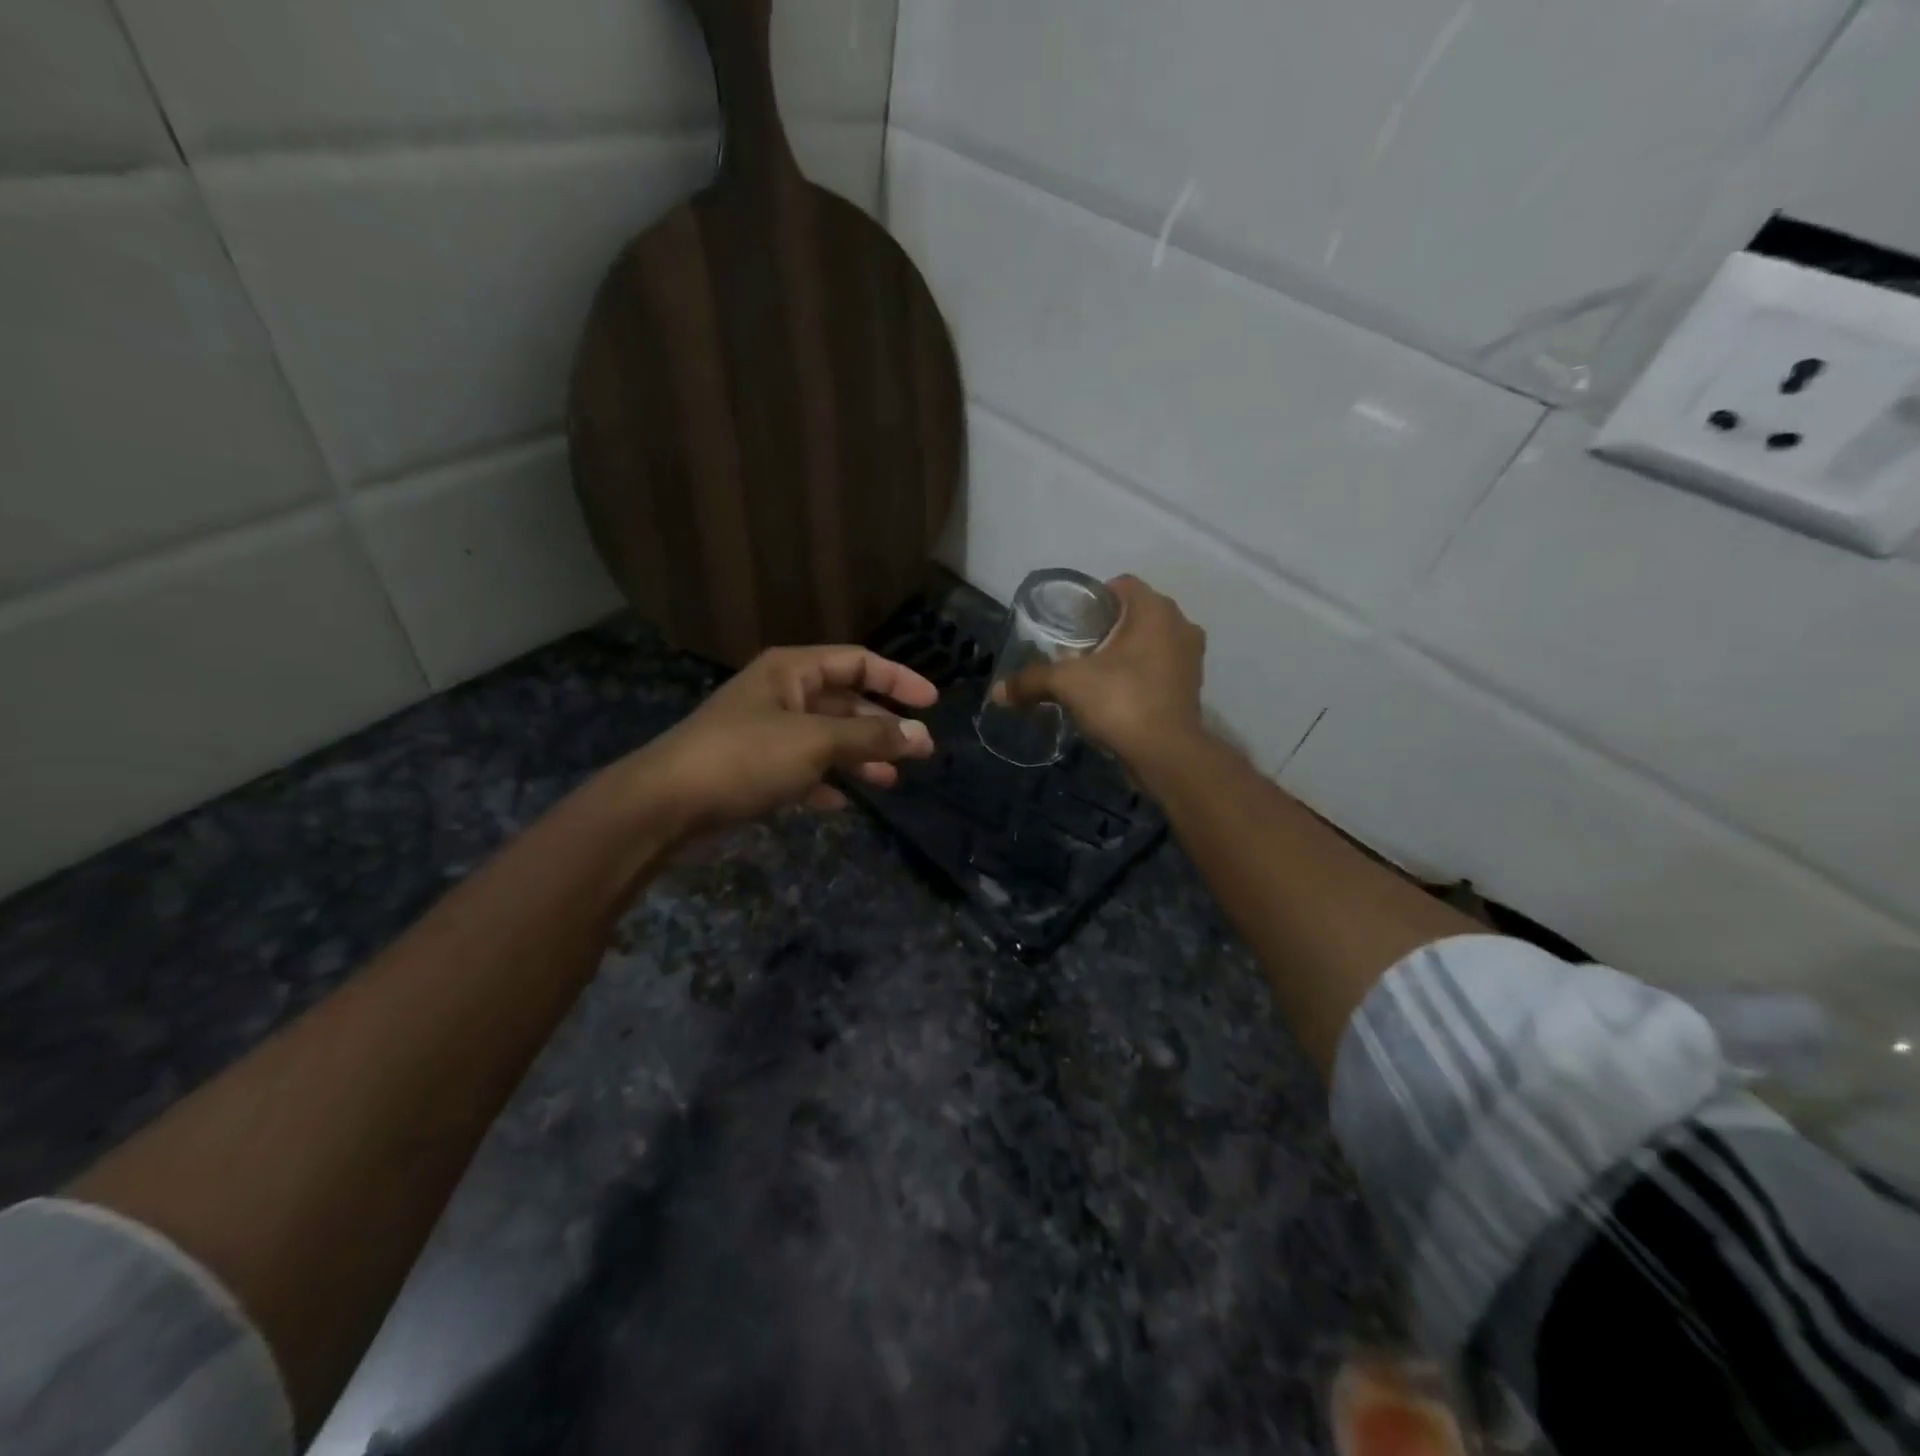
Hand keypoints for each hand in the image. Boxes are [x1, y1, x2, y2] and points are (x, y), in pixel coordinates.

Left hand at [628, 645, 937, 832]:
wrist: (666, 805)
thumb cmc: (745, 757)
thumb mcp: (815, 743)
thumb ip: (871, 738)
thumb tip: (921, 736)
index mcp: (792, 671)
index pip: (857, 661)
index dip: (897, 678)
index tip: (932, 703)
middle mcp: (781, 695)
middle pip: (845, 702)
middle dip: (882, 726)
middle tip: (921, 752)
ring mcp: (767, 733)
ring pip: (827, 740)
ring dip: (860, 758)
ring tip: (891, 781)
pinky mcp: (755, 770)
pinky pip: (803, 771)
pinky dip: (826, 783)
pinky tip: (844, 803)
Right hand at [997, 575, 1205, 765]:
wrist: (1165, 754)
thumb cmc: (1120, 701)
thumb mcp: (1067, 684)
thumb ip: (1031, 681)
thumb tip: (997, 692)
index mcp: (1155, 610)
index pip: (1121, 585)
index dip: (1093, 598)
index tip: (1072, 622)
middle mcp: (1180, 625)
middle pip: (1136, 614)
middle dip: (1108, 628)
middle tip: (1078, 648)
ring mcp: (1191, 657)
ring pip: (1151, 642)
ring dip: (1126, 652)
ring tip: (1095, 673)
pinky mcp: (1191, 687)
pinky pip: (1160, 668)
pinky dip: (1140, 675)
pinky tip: (1116, 694)